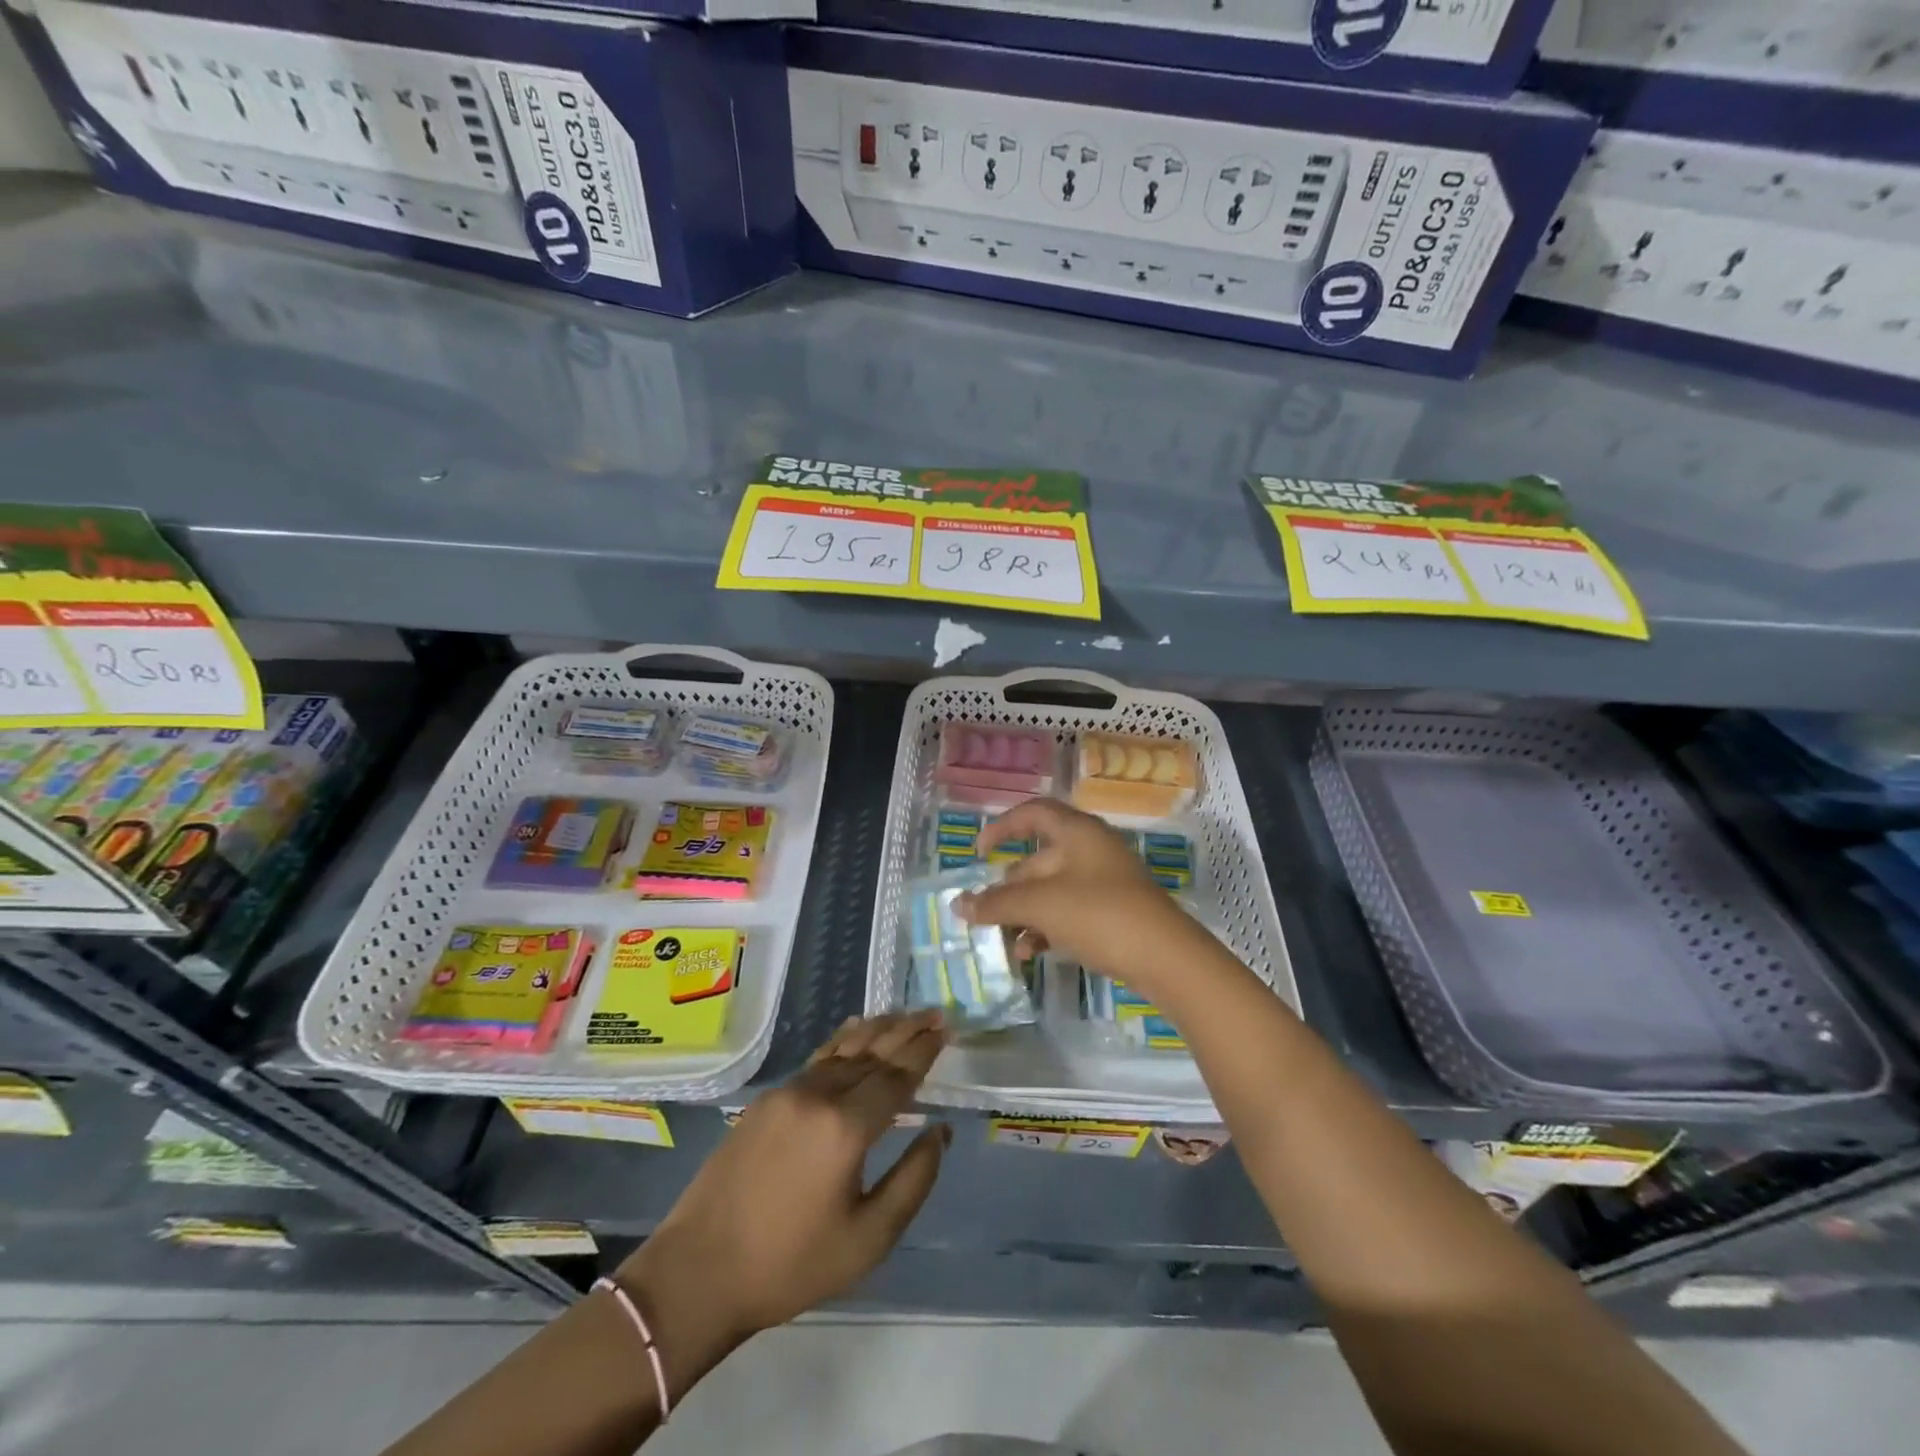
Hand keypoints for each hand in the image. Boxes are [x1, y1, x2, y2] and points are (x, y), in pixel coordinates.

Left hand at [613, 1012, 949, 1393]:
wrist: (700, 1271)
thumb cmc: (791, 1264)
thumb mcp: (868, 1239)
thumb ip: (913, 1180)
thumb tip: (941, 1131)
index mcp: (847, 1127)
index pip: (896, 1076)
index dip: (923, 1053)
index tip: (945, 1030)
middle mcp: (819, 1095)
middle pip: (872, 1052)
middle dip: (906, 1031)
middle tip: (934, 1013)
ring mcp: (789, 1092)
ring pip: (843, 1048)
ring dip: (877, 1030)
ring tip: (903, 1016)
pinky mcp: (767, 1099)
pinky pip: (818, 1058)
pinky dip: (843, 1040)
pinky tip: (854, 1030)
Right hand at [959, 798, 1207, 997]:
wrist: (1166, 958)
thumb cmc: (1100, 914)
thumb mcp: (1042, 906)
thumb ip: (997, 903)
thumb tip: (957, 904)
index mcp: (1077, 832)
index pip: (1033, 813)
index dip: (1002, 826)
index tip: (979, 852)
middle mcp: (1090, 850)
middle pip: (1037, 859)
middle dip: (1008, 887)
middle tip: (984, 913)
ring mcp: (1103, 883)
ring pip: (1050, 891)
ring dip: (1024, 914)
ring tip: (1004, 942)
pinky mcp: (1112, 913)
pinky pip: (1068, 913)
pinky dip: (1046, 928)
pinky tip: (1030, 953)